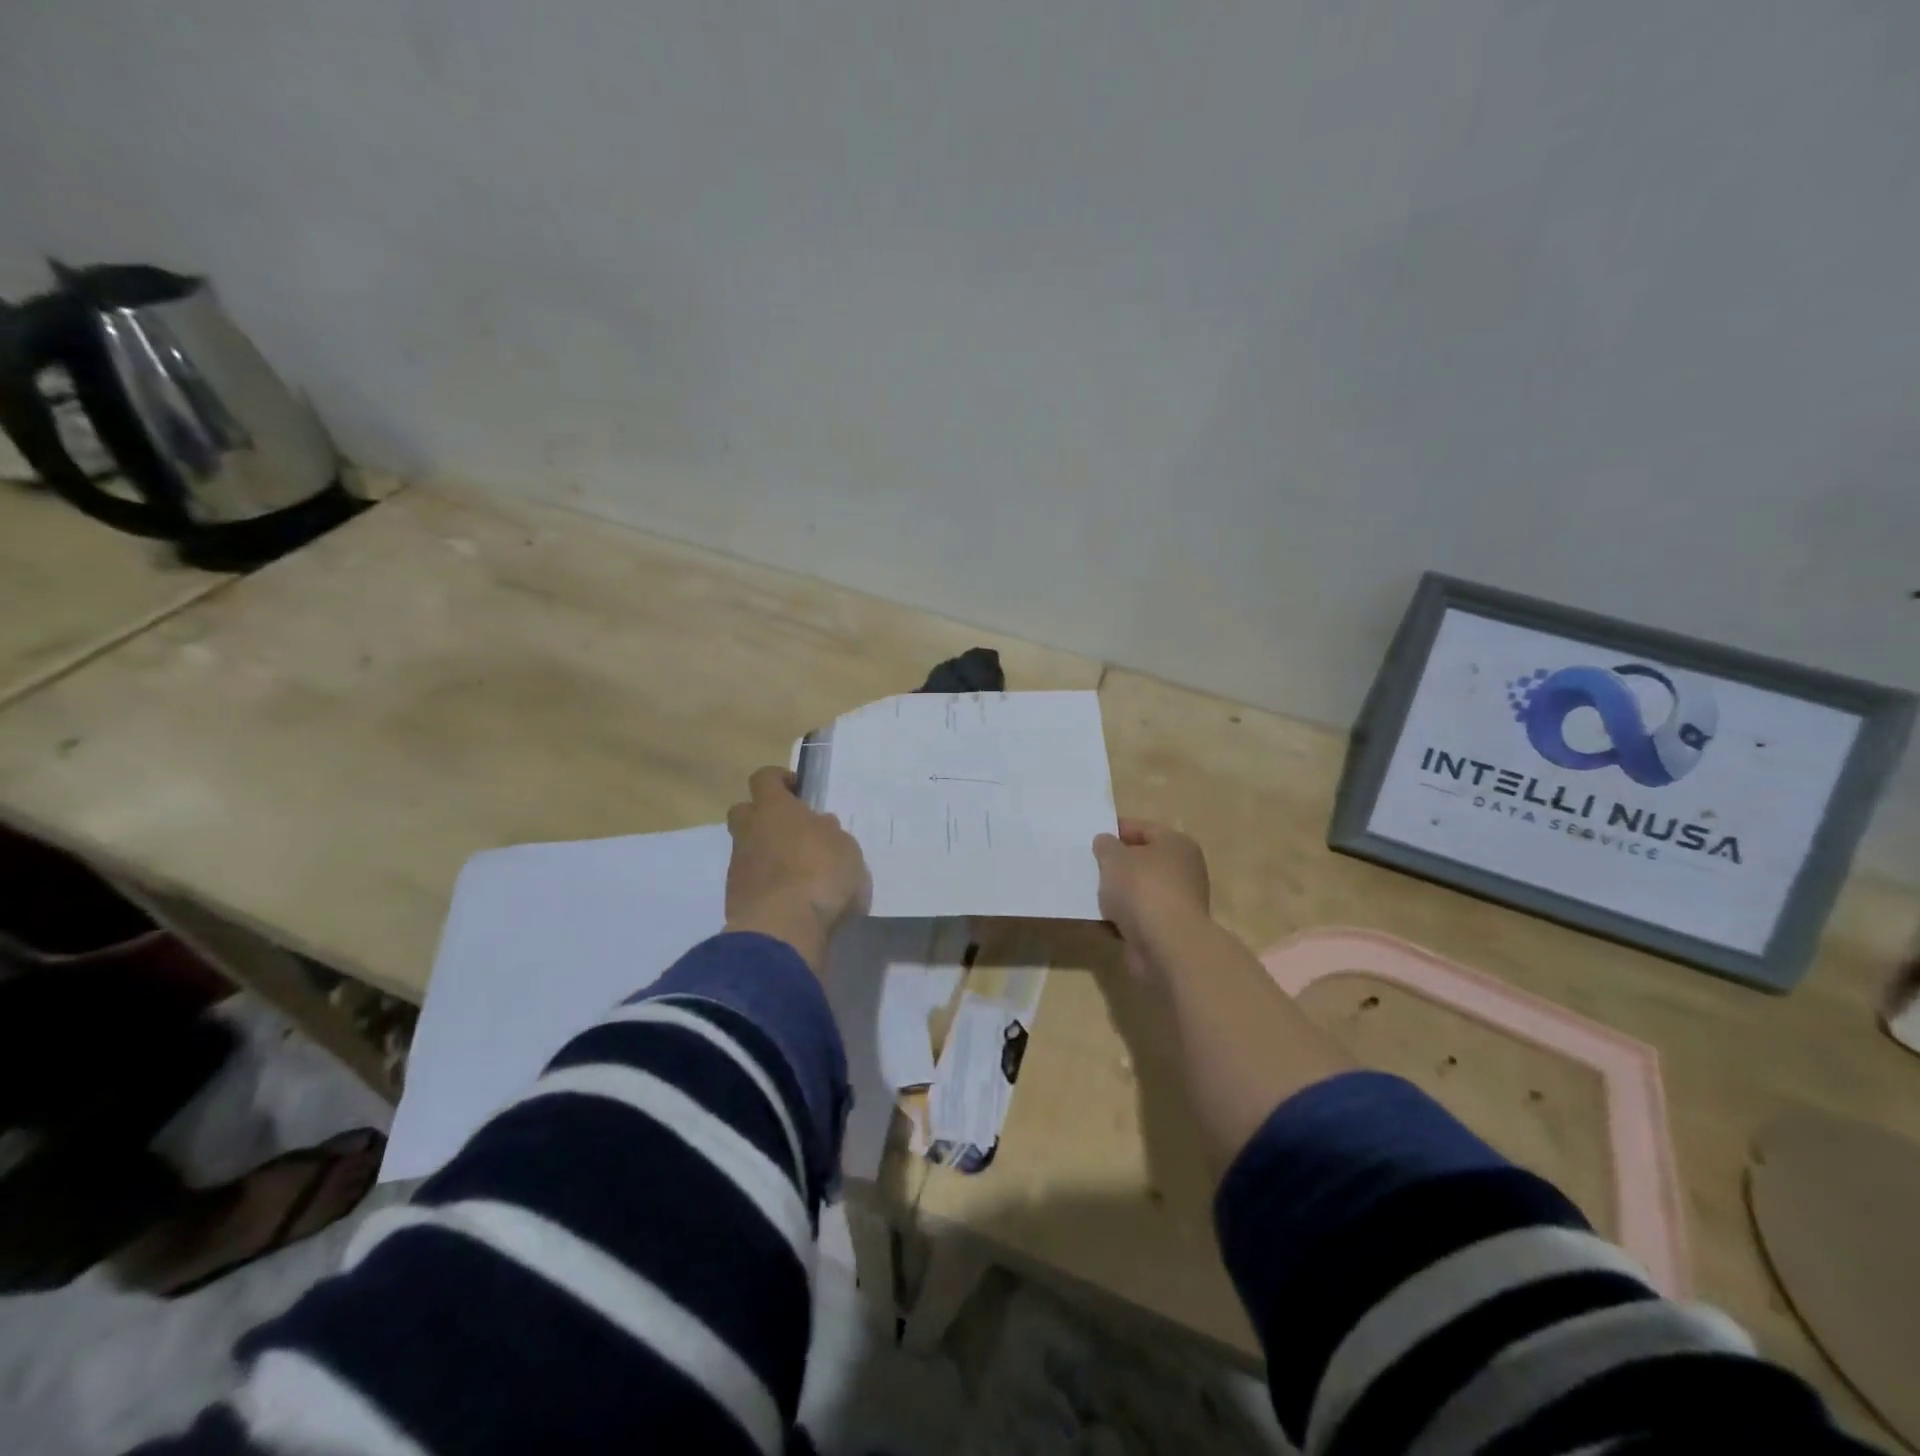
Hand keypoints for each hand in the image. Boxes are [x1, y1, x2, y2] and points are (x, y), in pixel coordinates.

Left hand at [724, 766, 869, 967]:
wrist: (783, 930)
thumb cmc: (821, 876)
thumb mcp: (845, 848)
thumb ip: (830, 833)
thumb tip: (819, 825)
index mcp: (775, 809)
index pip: (765, 778)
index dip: (779, 779)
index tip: (797, 790)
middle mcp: (750, 831)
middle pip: (744, 810)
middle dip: (763, 815)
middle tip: (792, 830)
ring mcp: (738, 866)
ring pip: (747, 848)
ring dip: (766, 853)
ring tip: (796, 871)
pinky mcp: (734, 898)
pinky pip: (749, 879)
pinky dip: (764, 883)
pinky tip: (788, 897)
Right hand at [1092, 819, 1210, 946]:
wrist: (1167, 947)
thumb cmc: (1143, 889)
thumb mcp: (1114, 857)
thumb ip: (1106, 845)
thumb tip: (1106, 843)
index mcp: (1176, 844)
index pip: (1142, 829)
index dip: (1114, 830)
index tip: (1089, 838)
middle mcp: (1183, 870)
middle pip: (1142, 861)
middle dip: (1115, 864)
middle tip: (1087, 866)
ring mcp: (1178, 902)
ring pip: (1139, 891)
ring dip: (1116, 894)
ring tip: (1088, 893)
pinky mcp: (1168, 930)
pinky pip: (1137, 916)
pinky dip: (1121, 918)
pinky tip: (1099, 919)